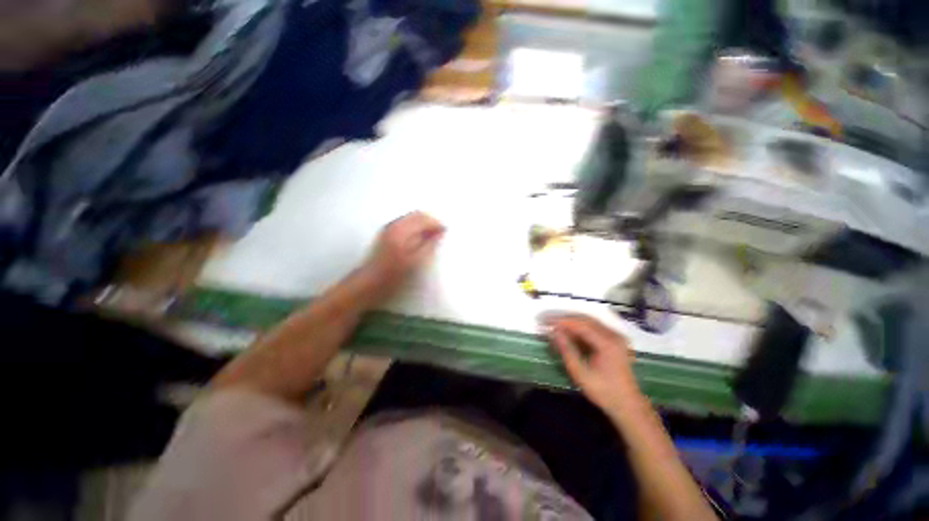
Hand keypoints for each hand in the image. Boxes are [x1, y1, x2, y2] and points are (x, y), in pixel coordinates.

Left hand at [363, 211, 444, 293]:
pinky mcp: (386, 235)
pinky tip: (420, 240)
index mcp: (401, 230)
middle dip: (430, 222)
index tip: (446, 232)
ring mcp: (388, 229)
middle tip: (441, 234)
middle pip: (417, 215)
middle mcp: (394, 225)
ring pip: (411, 219)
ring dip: (423, 225)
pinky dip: (416, 228)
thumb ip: (429, 245)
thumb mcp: (415, 262)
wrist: (368, 284)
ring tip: (433, 238)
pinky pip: (406, 224)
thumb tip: (440, 233)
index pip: (423, 218)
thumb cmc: (393, 275)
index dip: (436, 223)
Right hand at [546, 314, 641, 415]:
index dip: (560, 321)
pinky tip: (568, 332)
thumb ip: (566, 350)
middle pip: (584, 319)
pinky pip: (593, 328)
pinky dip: (579, 328)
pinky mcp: (614, 340)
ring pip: (588, 322)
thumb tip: (553, 331)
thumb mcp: (581, 373)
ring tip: (554, 325)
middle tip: (546, 320)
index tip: (544, 320)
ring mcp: (615, 336)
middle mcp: (613, 335)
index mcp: (607, 343)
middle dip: (564, 319)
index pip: (579, 324)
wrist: (628, 406)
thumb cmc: (603, 392)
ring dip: (570, 322)